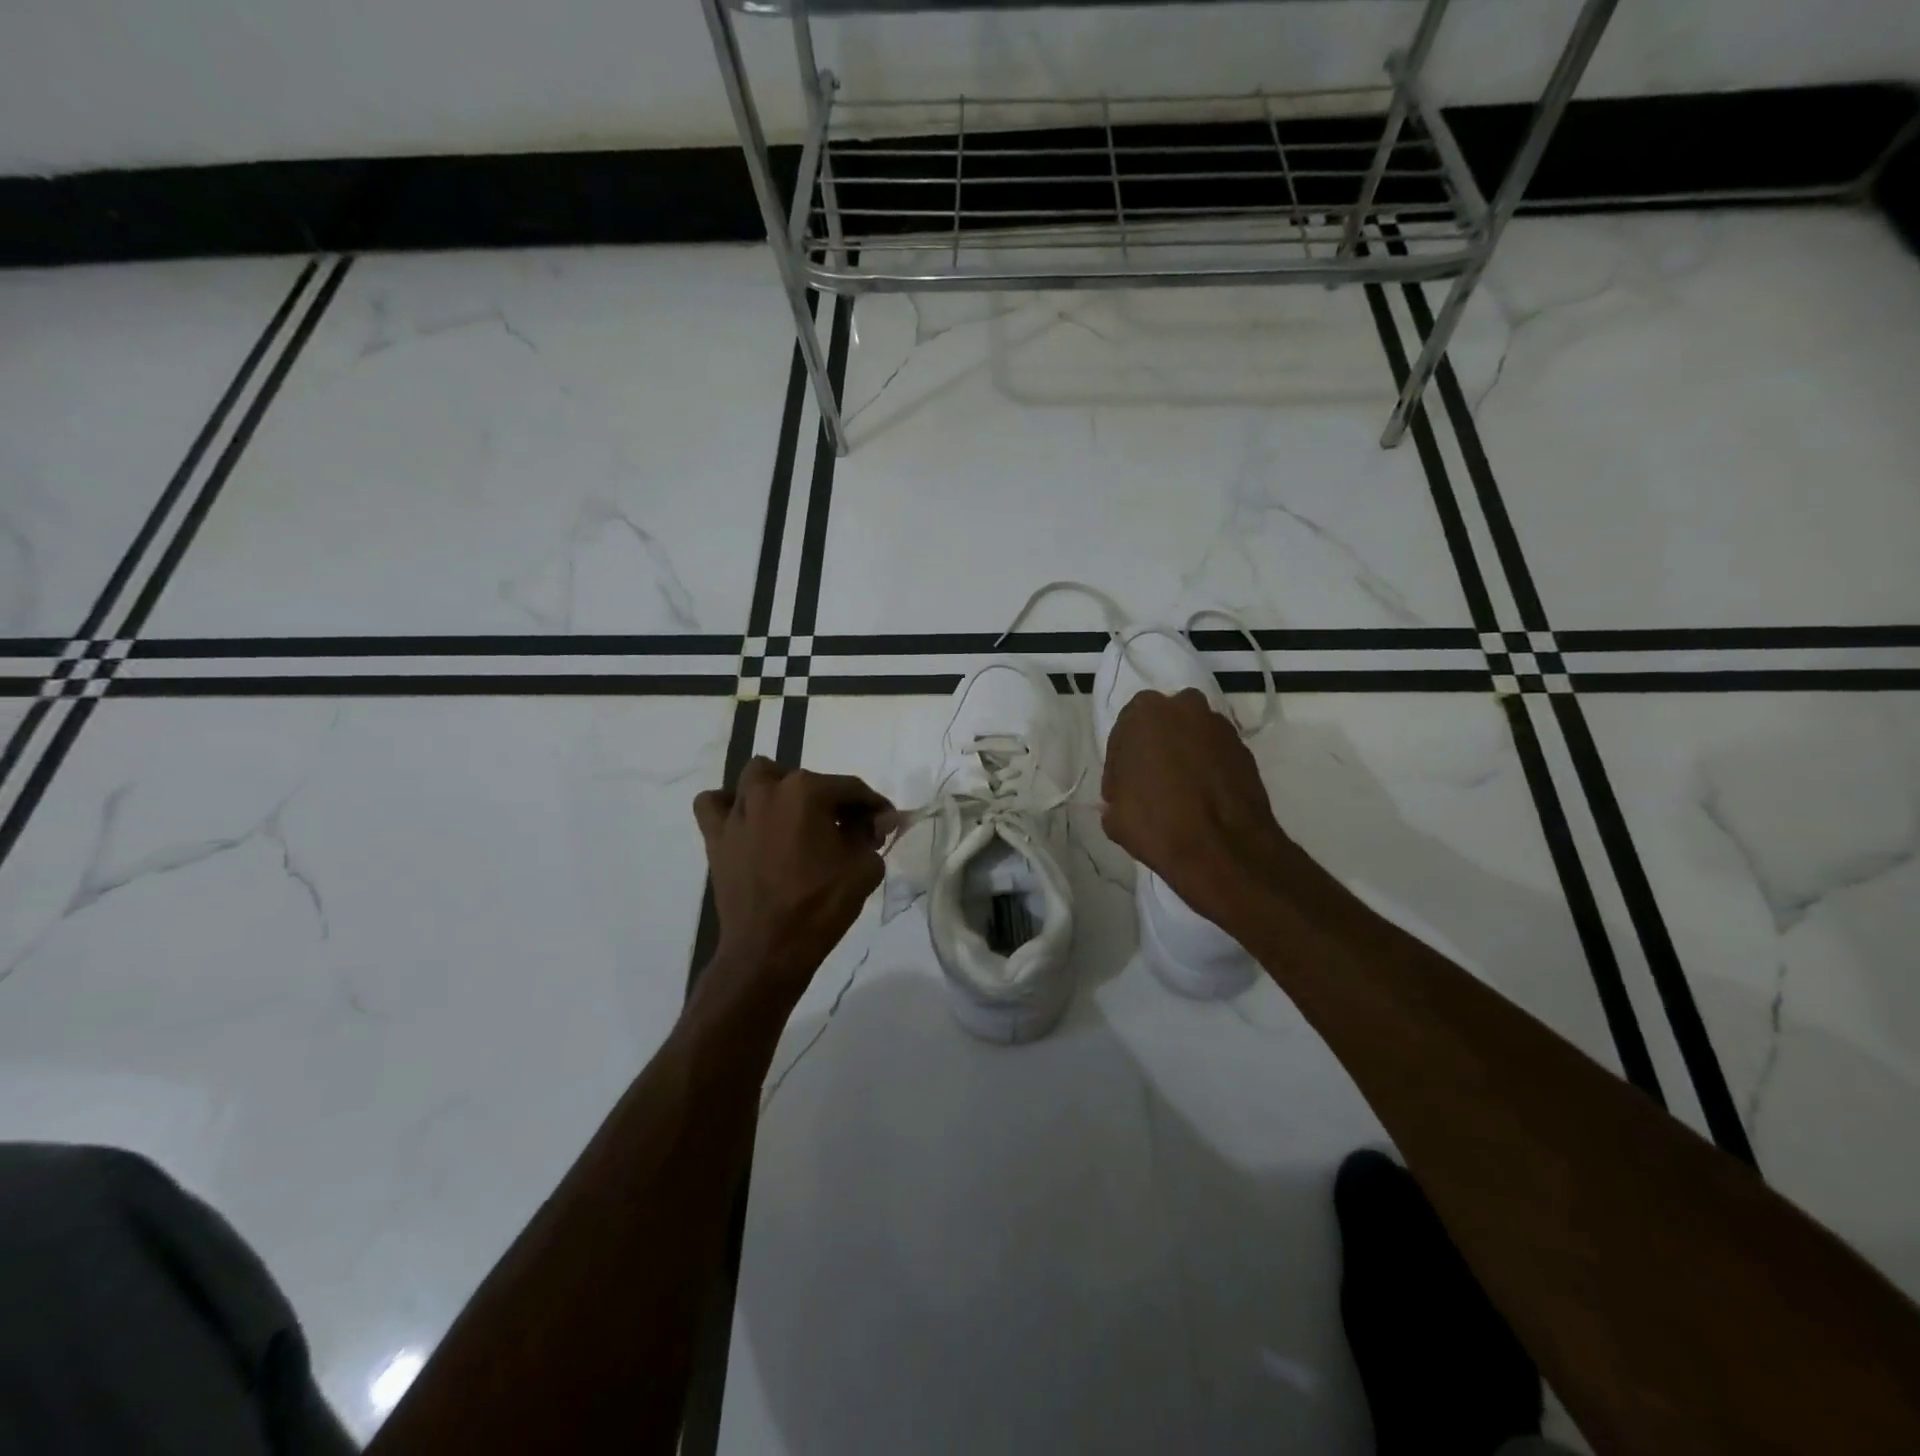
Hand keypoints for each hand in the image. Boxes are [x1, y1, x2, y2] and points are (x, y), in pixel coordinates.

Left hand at [691, 758, 895, 1023]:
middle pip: (806, 779)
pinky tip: (747, 823)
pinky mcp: (715, 836)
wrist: (769, 950)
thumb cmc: (822, 906)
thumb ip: (872, 835)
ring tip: (794, 818)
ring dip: (779, 790)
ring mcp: (737, 811)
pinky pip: (714, 804)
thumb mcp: (865, 868)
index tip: (885, 824)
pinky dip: (729, 806)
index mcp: (807, 791)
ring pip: (758, 778)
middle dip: (830, 800)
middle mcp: (769, 790)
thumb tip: (874, 822)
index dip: (873, 805)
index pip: (851, 788)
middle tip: (844, 830)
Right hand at [1100, 689, 1301, 929]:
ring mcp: (1219, 727)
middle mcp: (1184, 707)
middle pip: (1160, 728)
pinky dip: (1206, 769)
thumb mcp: (1115, 817)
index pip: (1122, 736)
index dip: (1119, 767)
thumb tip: (1120, 800)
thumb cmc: (1158, 824)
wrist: (1224, 850)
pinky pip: (1214, 755)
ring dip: (1181, 758)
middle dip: (1153, 752)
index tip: (1119, 793)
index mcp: (1144, 712)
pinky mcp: (1244, 749)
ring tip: (1177, 794)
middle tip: (1147, 787)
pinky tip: (1201, 798)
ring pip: (1190, 738)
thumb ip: (1115, 797)